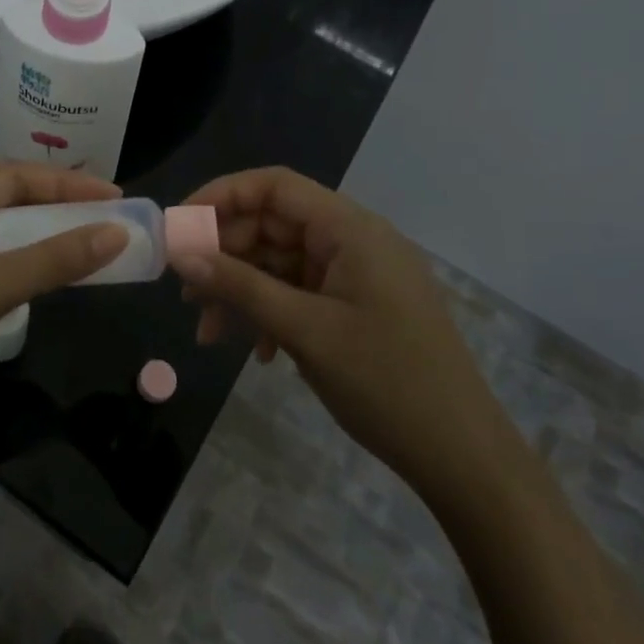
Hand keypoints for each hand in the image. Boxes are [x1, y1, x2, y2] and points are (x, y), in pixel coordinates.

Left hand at [0, 163, 127, 458]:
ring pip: (4, 240)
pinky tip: (58, 278)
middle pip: (8, 205)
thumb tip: (118, 232)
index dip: (64, 184)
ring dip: (47, 242)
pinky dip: (29, 271)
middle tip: (112, 219)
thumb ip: (52, 260)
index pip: (9, 177)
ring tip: (96, 244)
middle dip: (59, 210)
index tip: (116, 195)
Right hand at [175, 167, 510, 502]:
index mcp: (350, 229)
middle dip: (225, 256)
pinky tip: (258, 352)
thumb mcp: (304, 330)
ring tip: (209, 332)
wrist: (464, 458)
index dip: (221, 196)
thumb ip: (240, 286)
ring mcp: (359, 274)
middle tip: (186, 293)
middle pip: (273, 225)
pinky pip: (301, 292)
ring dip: (243, 291)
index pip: (274, 186)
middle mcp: (354, 240)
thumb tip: (181, 254)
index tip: (179, 226)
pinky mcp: (360, 305)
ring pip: (281, 263)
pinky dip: (272, 312)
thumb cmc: (386, 383)